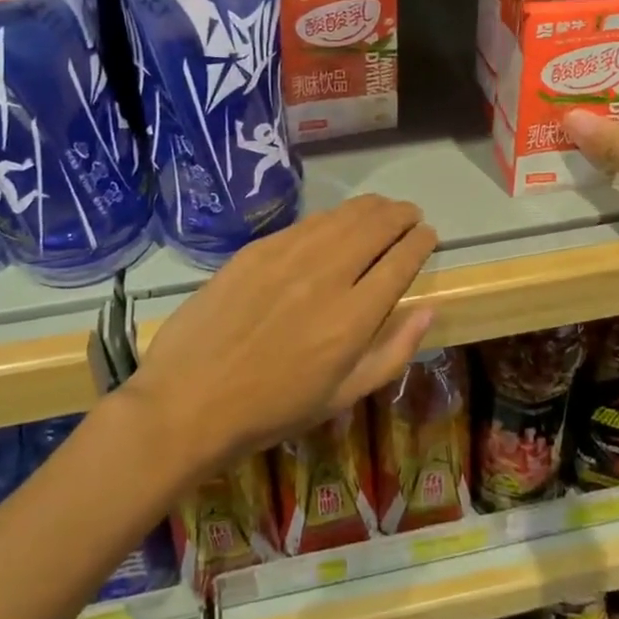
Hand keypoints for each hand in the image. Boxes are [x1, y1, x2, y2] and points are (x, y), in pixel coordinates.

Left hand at [125, 195, 437, 478]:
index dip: (420, 242)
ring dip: (371, 208)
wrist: (189, 399)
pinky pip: (308, 222)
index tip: (428, 234)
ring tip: (383, 208)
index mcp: (353, 319)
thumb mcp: (342, 397)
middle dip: (401, 215)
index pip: (400, 262)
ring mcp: (289, 256)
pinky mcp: (258, 248)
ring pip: (343, 216)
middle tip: (410, 214)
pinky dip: (333, 216)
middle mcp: (326, 276)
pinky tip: (337, 221)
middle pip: (376, 227)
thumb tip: (427, 310)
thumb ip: (392, 353)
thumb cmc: (272, 410)